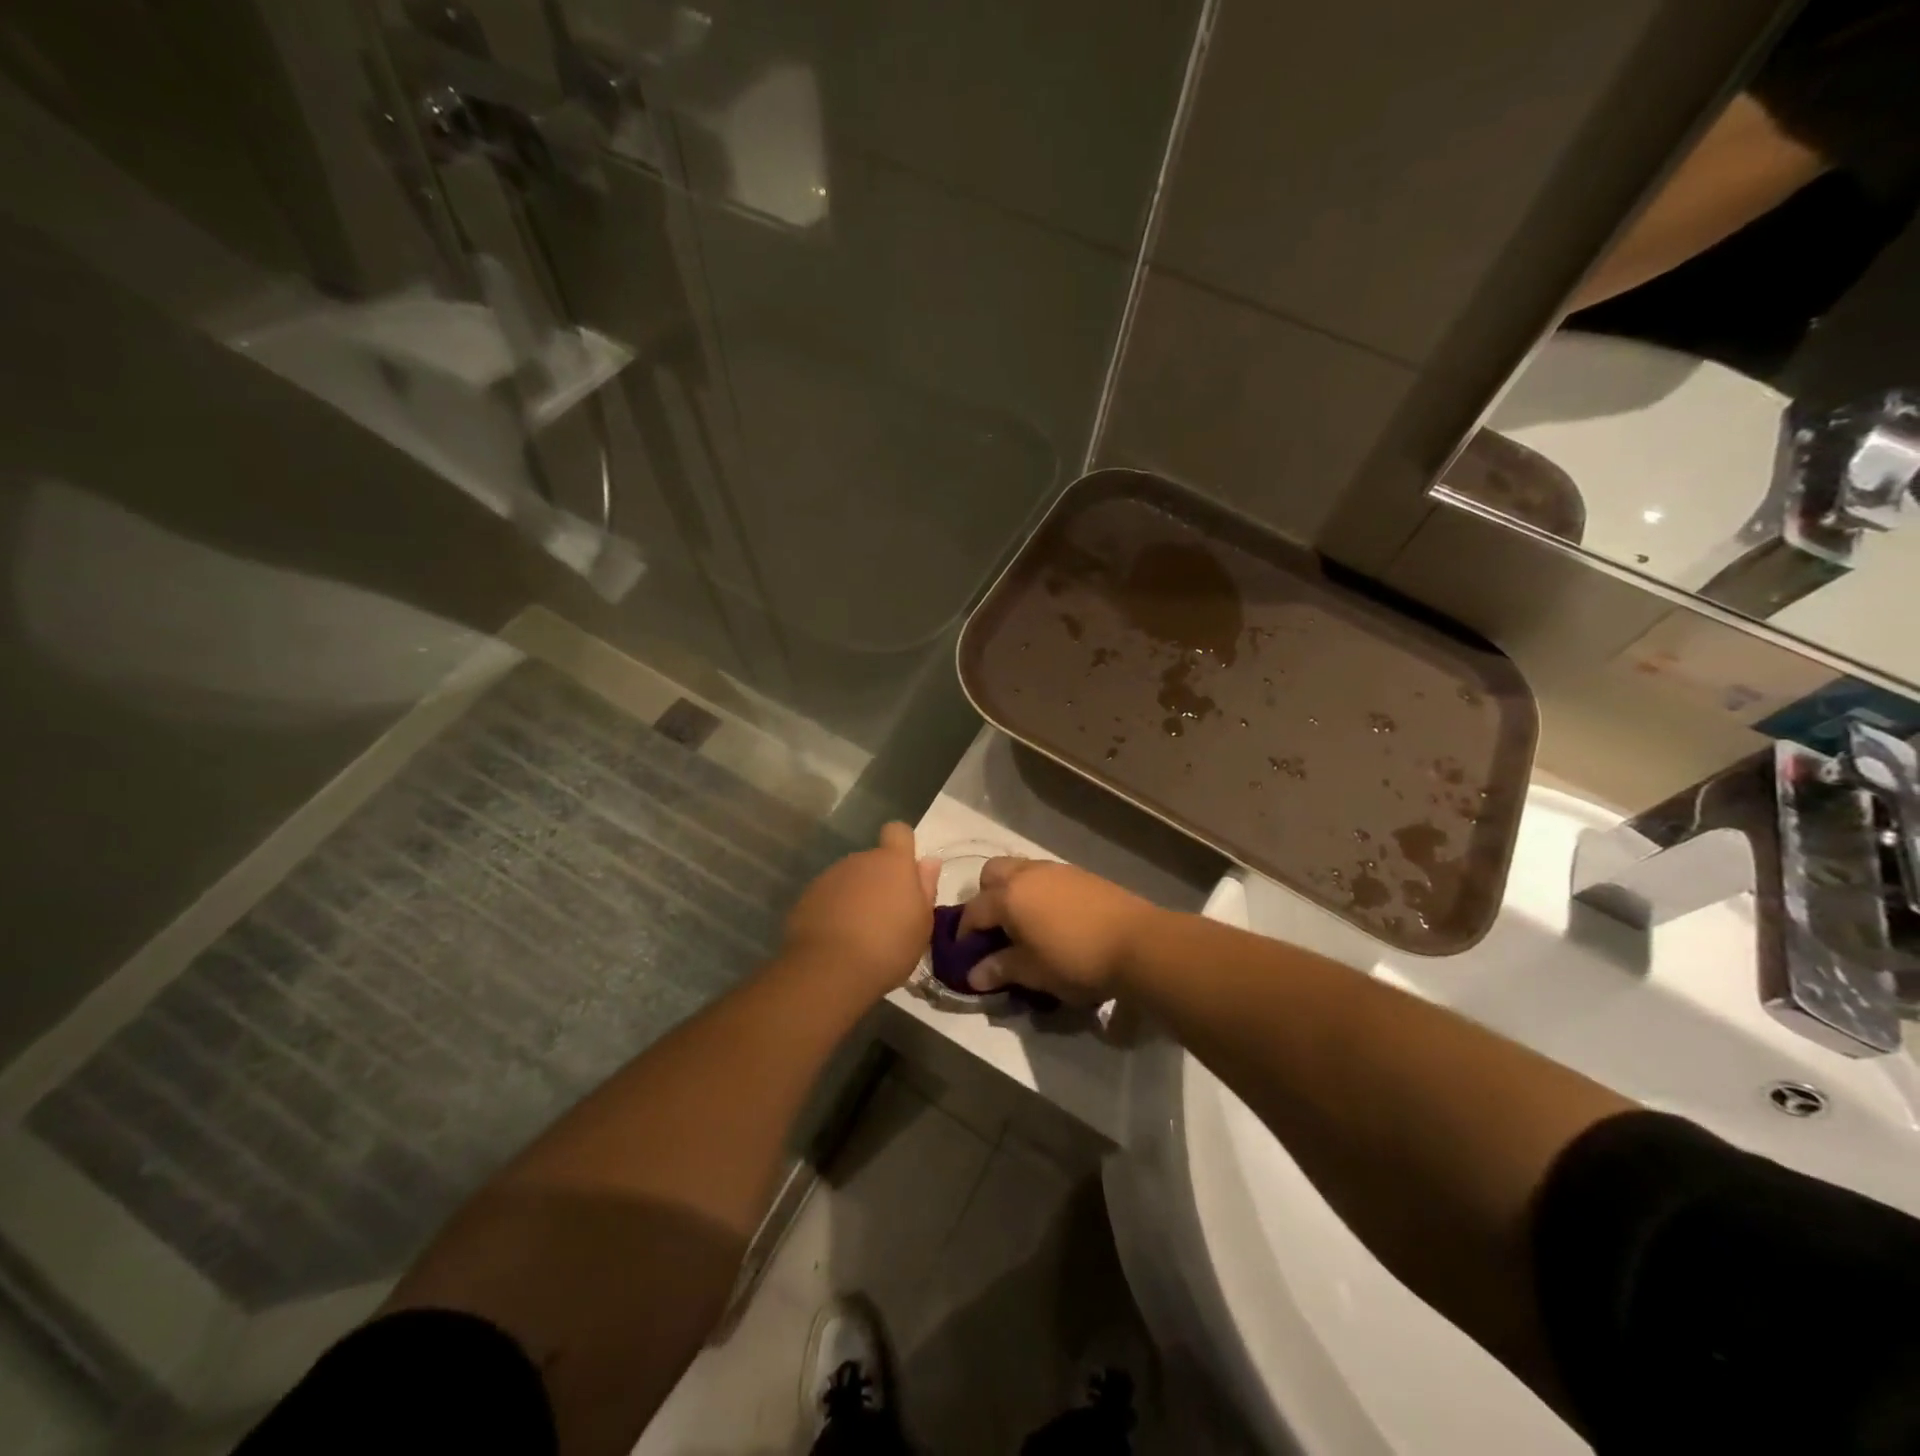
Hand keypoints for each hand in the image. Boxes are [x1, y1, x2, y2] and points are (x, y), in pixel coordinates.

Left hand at [781, 823, 939, 997]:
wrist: (831, 970)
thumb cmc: (889, 946)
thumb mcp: (922, 923)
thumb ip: (925, 887)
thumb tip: (929, 861)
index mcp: (892, 862)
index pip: (898, 831)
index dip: (902, 846)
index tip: (905, 871)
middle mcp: (859, 860)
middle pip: (873, 861)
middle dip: (879, 881)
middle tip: (886, 917)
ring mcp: (829, 877)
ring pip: (849, 880)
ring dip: (855, 896)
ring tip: (860, 933)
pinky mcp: (806, 898)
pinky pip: (827, 897)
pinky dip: (833, 911)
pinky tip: (837, 941)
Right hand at [957, 859, 1160, 1003]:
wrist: (1137, 943)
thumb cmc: (1076, 960)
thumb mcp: (1034, 972)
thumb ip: (1001, 969)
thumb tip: (974, 974)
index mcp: (1008, 896)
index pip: (973, 911)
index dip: (964, 933)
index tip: (965, 954)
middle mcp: (1027, 874)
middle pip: (992, 874)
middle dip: (986, 897)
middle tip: (995, 929)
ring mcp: (1056, 870)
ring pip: (1021, 870)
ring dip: (1013, 891)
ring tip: (1025, 924)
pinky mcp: (1080, 874)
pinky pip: (1046, 876)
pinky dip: (1039, 892)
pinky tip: (1053, 919)